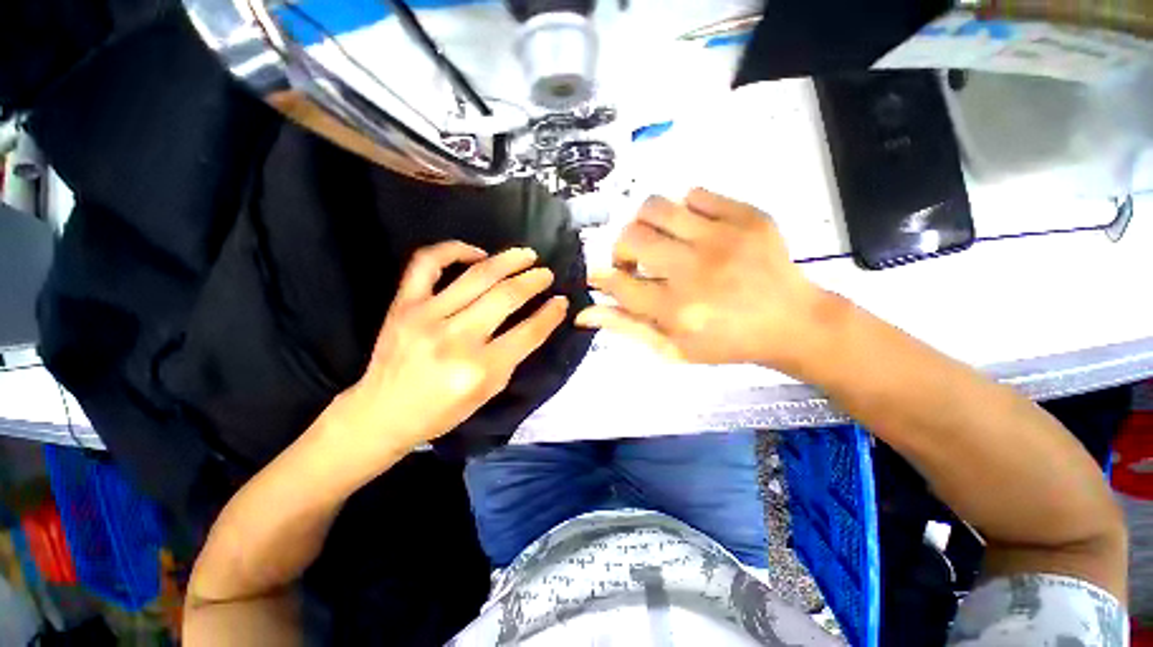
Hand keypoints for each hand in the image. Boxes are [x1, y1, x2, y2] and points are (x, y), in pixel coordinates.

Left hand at [329, 242, 567, 455]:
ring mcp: (426, 316)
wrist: (382, 413)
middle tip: (546, 274)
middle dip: (534, 281)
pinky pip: (427, 263)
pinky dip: (454, 249)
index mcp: (480, 369)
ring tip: (527, 255)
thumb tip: (536, 321)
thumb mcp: (489, 392)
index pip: (528, 332)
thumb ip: (513, 355)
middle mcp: (456, 339)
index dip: (551, 314)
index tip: (562, 301)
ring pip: (477, 276)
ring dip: (508, 261)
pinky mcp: (403, 304)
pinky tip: (476, 252)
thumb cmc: (442, 411)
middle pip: (506, 297)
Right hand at [577, 188, 825, 369]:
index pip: (618, 283)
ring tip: (658, 241)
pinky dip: (683, 211)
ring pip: (655, 206)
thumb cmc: (726, 342)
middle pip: (630, 237)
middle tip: (634, 262)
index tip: (602, 276)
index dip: (602, 278)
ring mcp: (723, 237)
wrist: (792, 322)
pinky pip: (694, 194)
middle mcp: (695, 270)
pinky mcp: (747, 216)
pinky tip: (693, 231)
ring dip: (645, 225)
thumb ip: (627, 327)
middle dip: (621, 250)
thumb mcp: (672, 348)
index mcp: (677, 310)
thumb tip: (584, 313)